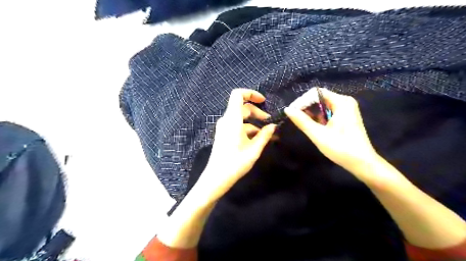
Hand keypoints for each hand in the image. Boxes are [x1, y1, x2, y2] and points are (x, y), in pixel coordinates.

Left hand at [197, 88, 275, 202]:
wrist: (216, 178)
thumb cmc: (235, 163)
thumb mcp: (254, 149)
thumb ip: (264, 135)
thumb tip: (273, 126)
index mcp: (232, 119)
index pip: (237, 95)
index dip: (251, 94)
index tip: (263, 101)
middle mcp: (226, 120)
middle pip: (242, 107)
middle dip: (257, 112)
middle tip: (269, 122)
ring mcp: (224, 128)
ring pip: (241, 118)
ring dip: (254, 122)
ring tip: (268, 133)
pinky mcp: (224, 135)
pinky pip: (237, 126)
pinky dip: (248, 129)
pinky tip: (258, 139)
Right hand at [284, 87, 377, 180]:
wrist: (362, 163)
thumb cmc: (341, 148)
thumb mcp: (318, 134)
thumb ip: (302, 121)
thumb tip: (287, 109)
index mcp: (341, 102)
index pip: (316, 93)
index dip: (302, 101)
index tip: (292, 112)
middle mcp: (344, 102)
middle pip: (319, 98)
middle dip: (306, 106)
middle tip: (295, 118)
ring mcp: (346, 109)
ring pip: (322, 105)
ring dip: (311, 112)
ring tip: (302, 123)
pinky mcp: (345, 117)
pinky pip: (327, 112)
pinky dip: (318, 117)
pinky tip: (313, 126)